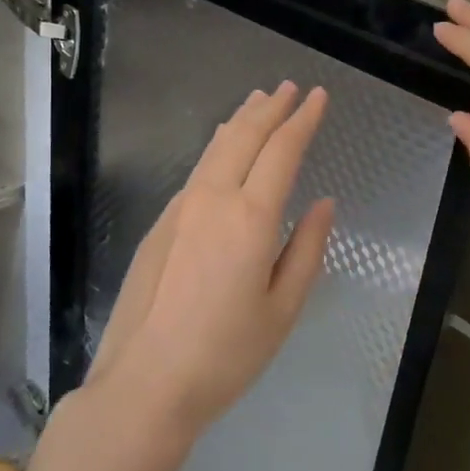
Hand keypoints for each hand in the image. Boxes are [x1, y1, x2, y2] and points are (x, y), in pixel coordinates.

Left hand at [86, 82, 334, 440]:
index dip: (303, 119)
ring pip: (215, 148)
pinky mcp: (160, 224)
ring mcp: (180, 208)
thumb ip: (306, 250)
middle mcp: (212, 199)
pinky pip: (197, 170)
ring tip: (257, 102)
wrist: (145, 383)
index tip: (319, 96)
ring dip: (240, 121)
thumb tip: (324, 204)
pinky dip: (218, 148)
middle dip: (271, 108)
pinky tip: (223, 149)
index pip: (282, 150)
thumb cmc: (225, 355)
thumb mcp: (282, 310)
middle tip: (290, 87)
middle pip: (245, 137)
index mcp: (250, 218)